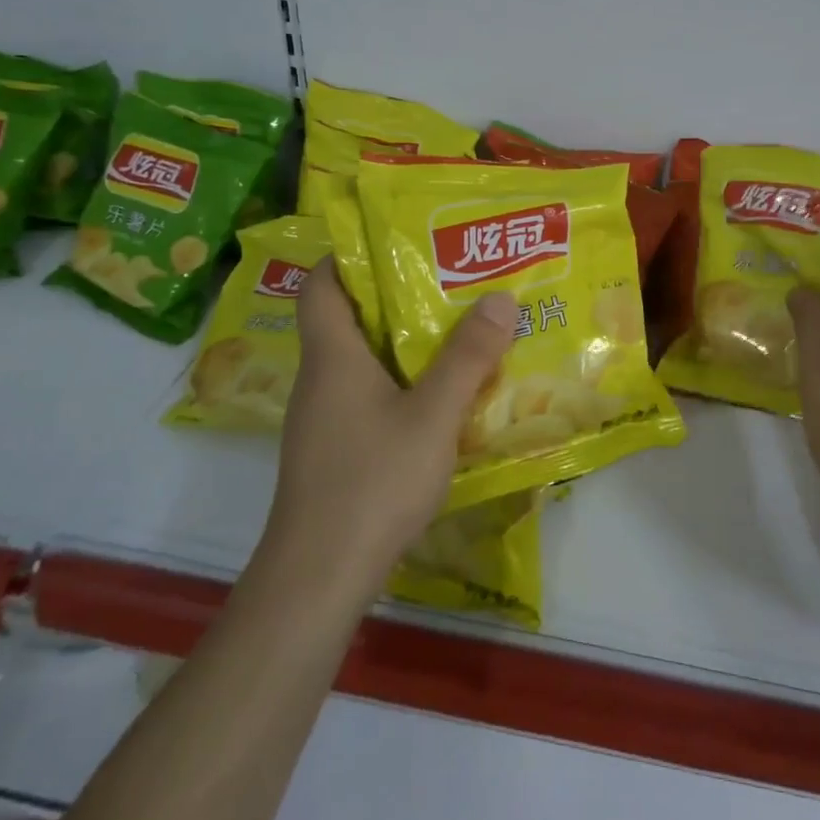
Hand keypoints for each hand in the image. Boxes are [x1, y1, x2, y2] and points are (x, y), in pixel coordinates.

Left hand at [263, 260, 515, 585]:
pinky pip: (368, 396)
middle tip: (449, 279)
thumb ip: (468, 357)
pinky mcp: (335, 451)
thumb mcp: (432, 415)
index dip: (349, 256)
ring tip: (457, 329)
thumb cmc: (372, 482)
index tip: (395, 240)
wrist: (319, 578)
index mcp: (333, 357)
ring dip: (403, 342)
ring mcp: (324, 419)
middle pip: (349, 319)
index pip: (322, 286)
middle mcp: (321, 380)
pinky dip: (401, 382)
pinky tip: (441, 396)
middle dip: (396, 296)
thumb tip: (500, 297)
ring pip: (362, 361)